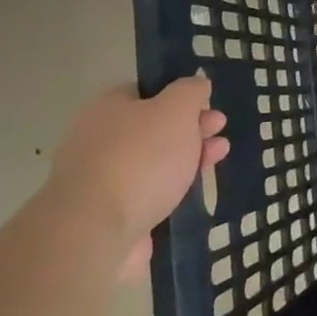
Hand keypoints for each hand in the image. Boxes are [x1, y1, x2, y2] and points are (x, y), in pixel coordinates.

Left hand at [42, 76, 228, 280]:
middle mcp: (100, 139)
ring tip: (218, 157)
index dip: (180, 95)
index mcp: (107, 107)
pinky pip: (150, 192)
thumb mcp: (176, 109)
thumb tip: (196, 85)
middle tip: (219, 129)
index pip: (146, 91)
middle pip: (154, 126)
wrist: (97, 231)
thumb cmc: (141, 158)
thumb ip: (190, 92)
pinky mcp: (111, 213)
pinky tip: (194, 189)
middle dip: (191, 127)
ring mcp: (103, 178)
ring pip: (155, 161)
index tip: (208, 105)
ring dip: (188, 156)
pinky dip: (173, 188)